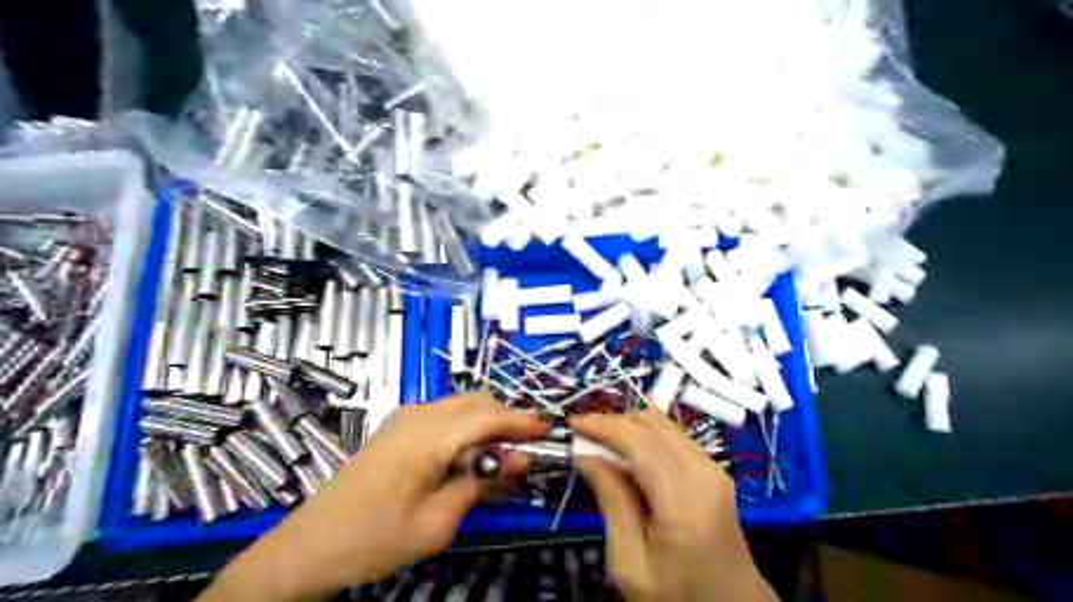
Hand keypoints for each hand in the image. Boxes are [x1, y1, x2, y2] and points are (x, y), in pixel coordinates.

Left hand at [203, 391, 545, 601]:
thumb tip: (520, 460)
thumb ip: (482, 484)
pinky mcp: (398, 426)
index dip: (522, 421)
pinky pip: (445, 414)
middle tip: (525, 449)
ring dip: (487, 422)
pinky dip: (466, 426)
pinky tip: (468, 455)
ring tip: (499, 457)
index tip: (549, 431)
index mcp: (430, 435)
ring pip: (462, 404)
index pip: (489, 416)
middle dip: (506, 419)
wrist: (311, 545)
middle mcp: (419, 414)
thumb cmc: (375, 538)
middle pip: (478, 401)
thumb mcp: (438, 522)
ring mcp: (405, 416)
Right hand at [573, 410, 777, 601]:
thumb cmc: (677, 597)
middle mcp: (705, 472)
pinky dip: (645, 437)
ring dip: (629, 427)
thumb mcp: (631, 565)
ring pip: (664, 424)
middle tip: (583, 436)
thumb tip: (586, 455)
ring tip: (600, 445)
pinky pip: (674, 437)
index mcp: (685, 500)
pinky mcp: (714, 471)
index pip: (639, 440)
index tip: (571, 425)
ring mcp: (714, 468)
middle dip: (614, 422)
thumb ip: (612, 502)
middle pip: (653, 422)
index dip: (602, 426)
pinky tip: (627, 457)